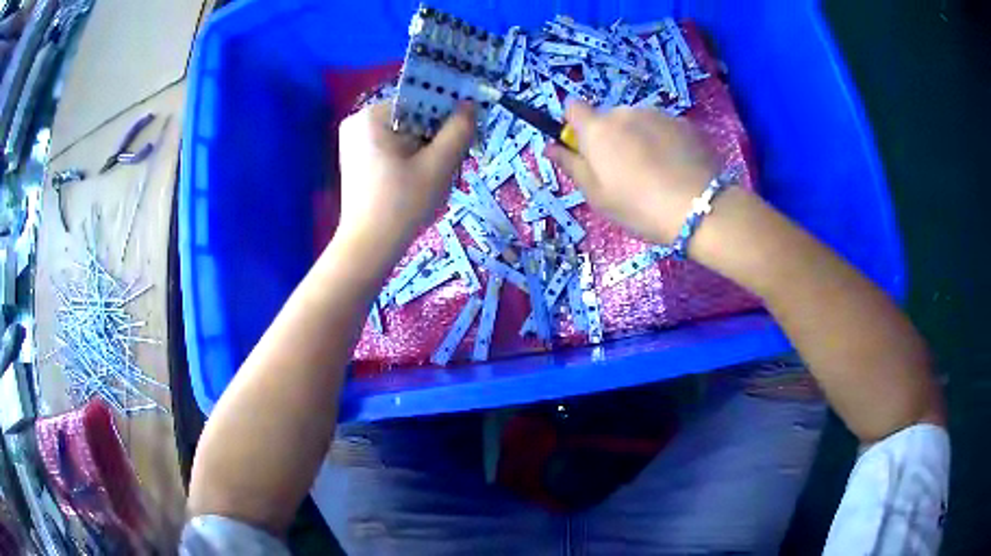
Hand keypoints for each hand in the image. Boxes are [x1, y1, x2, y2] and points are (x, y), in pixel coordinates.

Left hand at [334, 102, 474, 268]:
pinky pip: (393, 145)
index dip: (446, 112)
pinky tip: (418, 179)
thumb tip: (470, 105)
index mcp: (372, 115)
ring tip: (432, 175)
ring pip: (405, 132)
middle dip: (435, 135)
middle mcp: (359, 120)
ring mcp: (355, 140)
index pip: (420, 98)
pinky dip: (411, 156)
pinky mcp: (357, 157)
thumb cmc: (402, 205)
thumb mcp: (438, 166)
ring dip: (426, 148)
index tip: (462, 134)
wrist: (368, 247)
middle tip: (448, 162)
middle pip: (412, 115)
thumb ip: (458, 131)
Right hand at [546, 101, 715, 243]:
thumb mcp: (596, 194)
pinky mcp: (684, 123)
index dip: (574, 124)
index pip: (573, 107)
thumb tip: (550, 146)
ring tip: (656, 172)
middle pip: (609, 118)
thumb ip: (570, 165)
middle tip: (626, 171)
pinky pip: (664, 128)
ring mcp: (658, 114)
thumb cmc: (637, 206)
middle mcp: (625, 113)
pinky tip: (676, 168)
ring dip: (639, 138)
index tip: (584, 147)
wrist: (697, 208)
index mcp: (597, 129)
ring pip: (638, 122)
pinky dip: (665, 142)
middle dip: (612, 137)